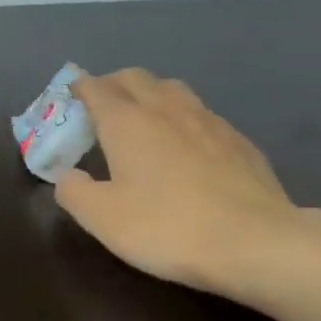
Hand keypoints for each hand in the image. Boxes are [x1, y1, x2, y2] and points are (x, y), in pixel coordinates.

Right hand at [56, 69, 297, 294]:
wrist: (254, 241)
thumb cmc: (166, 227)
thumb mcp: (102, 218)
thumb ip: (73, 191)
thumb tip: (66, 175)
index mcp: (127, 122)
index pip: (97, 89)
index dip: (79, 88)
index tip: (68, 96)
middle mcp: (167, 109)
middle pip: (135, 78)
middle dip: (112, 84)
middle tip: (99, 106)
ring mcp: (208, 121)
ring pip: (171, 89)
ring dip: (149, 94)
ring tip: (140, 117)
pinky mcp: (238, 140)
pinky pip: (200, 113)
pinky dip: (180, 116)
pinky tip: (183, 143)